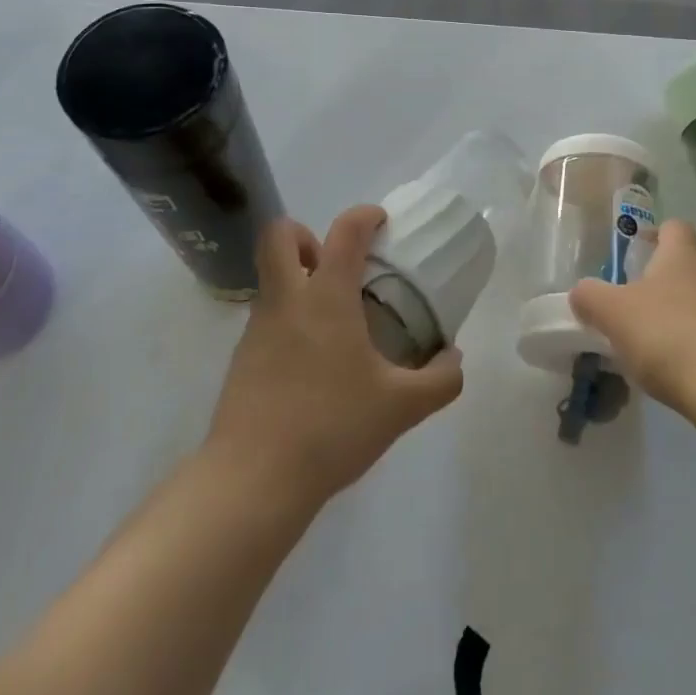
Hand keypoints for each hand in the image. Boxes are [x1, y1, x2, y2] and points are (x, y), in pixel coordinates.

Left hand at [204, 206, 463, 509]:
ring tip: (336, 323)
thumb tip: (454, 358)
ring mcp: (257, 329)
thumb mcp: (401, 407)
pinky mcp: (241, 360)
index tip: (381, 222)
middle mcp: (286, 301)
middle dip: (306, 235)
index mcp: (326, 297)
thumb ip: (440, 380)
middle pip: (278, 236)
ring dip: (299, 281)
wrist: (253, 480)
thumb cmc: (332, 427)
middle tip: (337, 265)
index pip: (344, 231)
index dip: (364, 215)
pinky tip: (314, 365)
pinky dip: (290, 322)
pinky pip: (267, 319)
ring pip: (271, 280)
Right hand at [568, 219, 695, 421]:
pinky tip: (680, 371)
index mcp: (681, 256)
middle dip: (660, 283)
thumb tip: (582, 292)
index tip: (635, 254)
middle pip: (685, 266)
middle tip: (631, 308)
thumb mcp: (613, 314)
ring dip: (678, 316)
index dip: (654, 235)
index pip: (673, 227)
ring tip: (652, 346)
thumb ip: (590, 297)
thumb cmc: (670, 338)